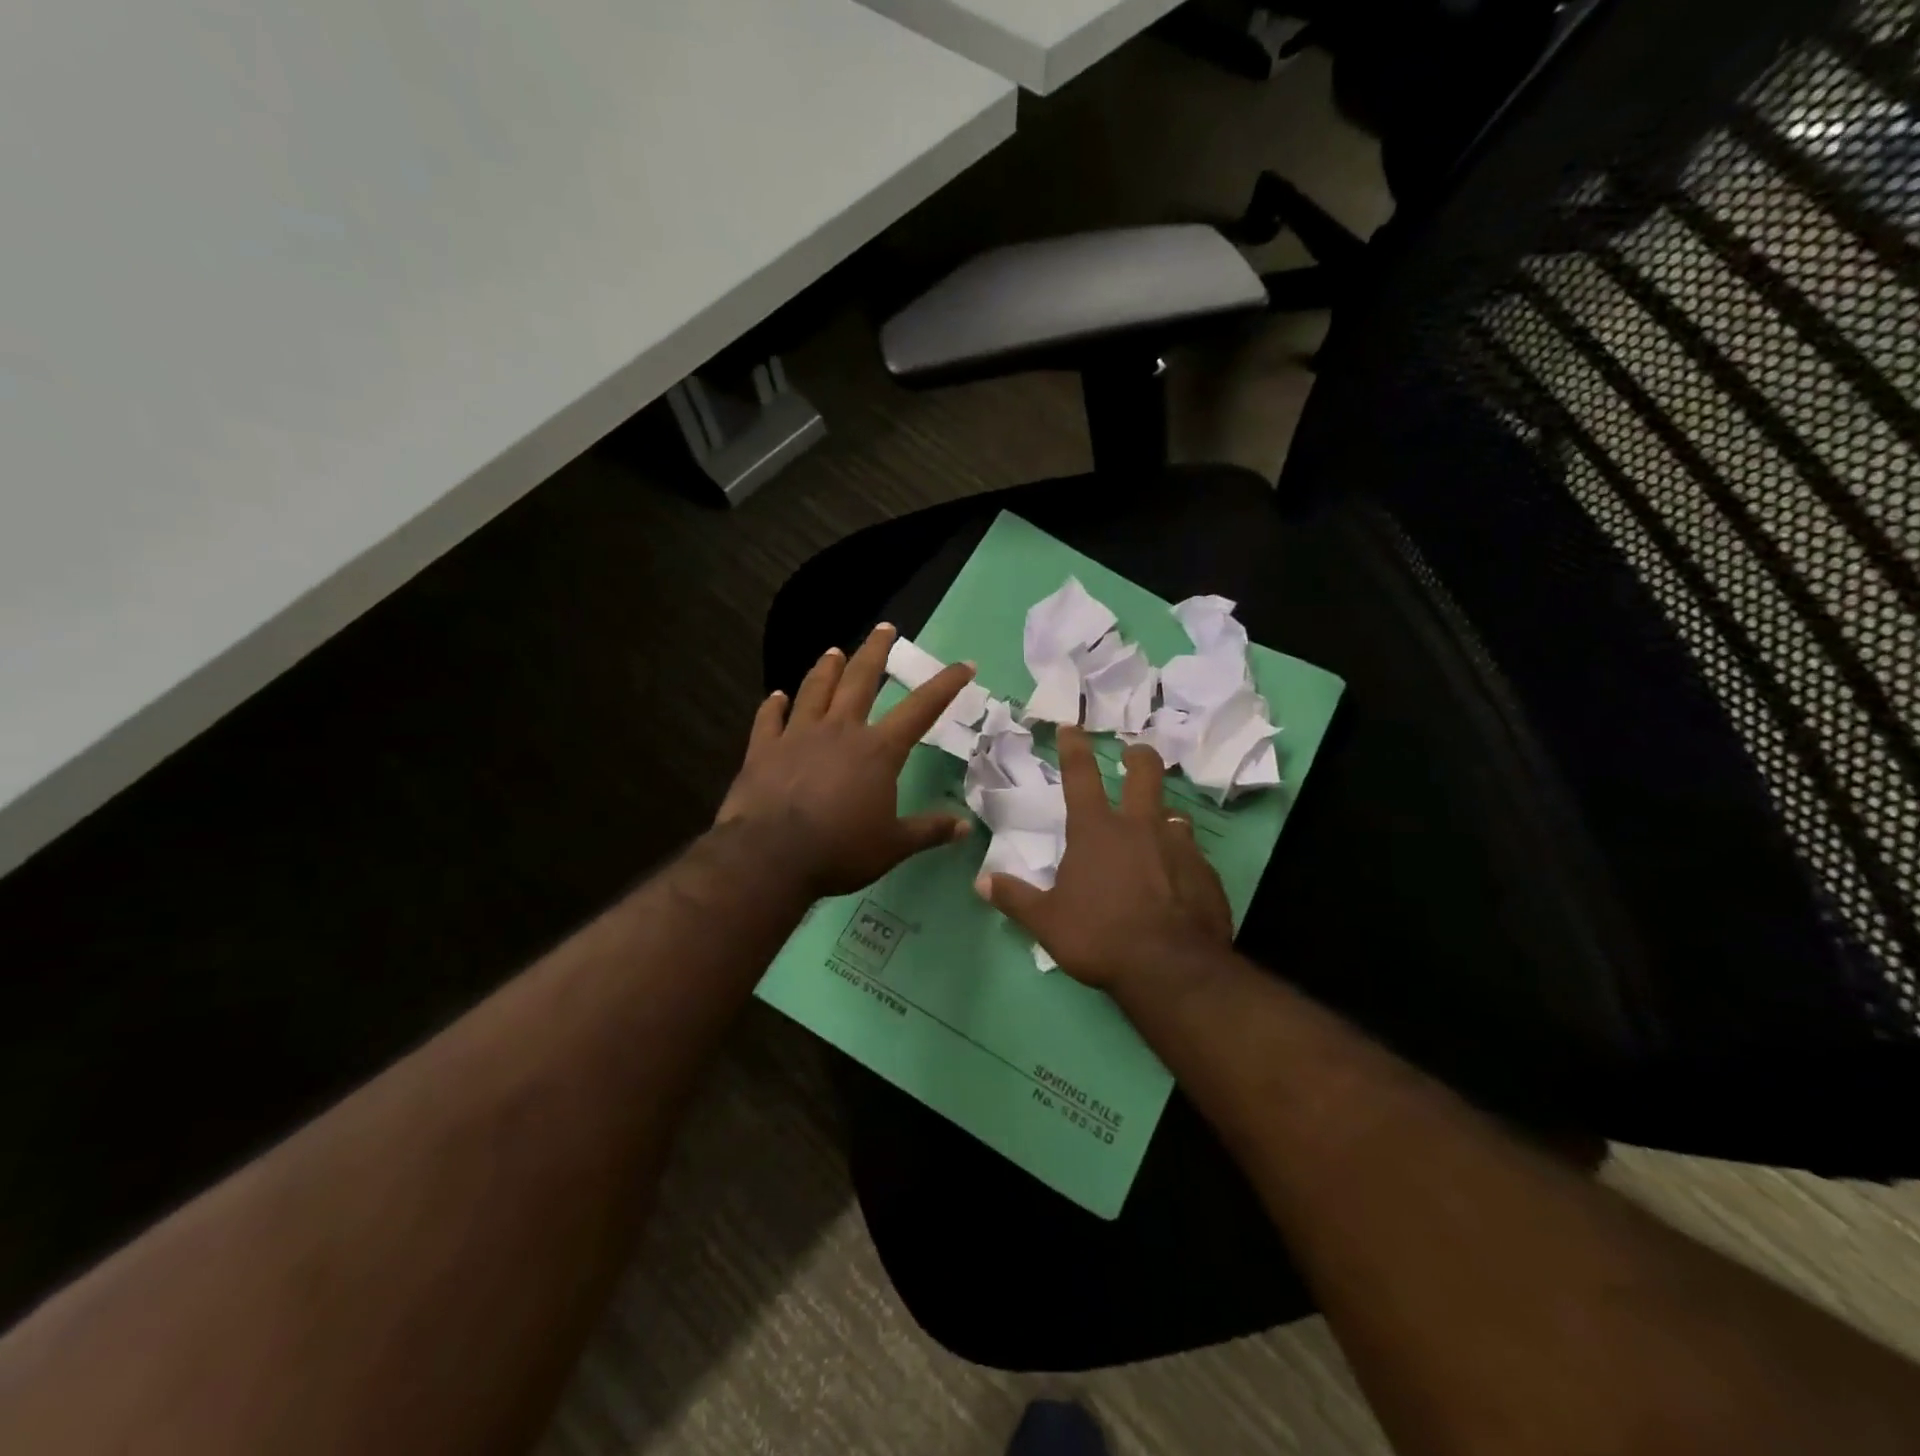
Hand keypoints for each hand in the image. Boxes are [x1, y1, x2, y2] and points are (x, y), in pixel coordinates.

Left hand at [717, 624, 975, 897]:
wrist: (771, 857)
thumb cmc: (841, 850)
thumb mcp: (894, 846)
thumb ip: (929, 831)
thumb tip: (966, 827)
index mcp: (878, 750)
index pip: (921, 709)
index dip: (945, 685)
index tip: (964, 664)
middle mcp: (840, 731)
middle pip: (861, 680)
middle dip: (875, 651)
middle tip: (884, 627)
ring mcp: (798, 736)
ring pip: (815, 690)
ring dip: (826, 668)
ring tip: (833, 650)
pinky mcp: (763, 750)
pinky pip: (768, 719)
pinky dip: (772, 706)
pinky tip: (775, 696)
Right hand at [976, 726, 1232, 991]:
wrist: (1171, 969)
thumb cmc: (1100, 937)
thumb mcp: (1047, 922)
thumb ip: (1015, 898)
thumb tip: (981, 882)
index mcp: (1096, 831)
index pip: (1081, 776)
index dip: (1074, 747)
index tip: (1072, 727)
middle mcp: (1140, 827)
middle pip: (1145, 773)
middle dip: (1138, 756)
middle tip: (1135, 752)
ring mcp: (1179, 847)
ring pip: (1174, 814)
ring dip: (1163, 814)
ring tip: (1159, 826)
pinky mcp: (1206, 873)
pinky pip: (1193, 855)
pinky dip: (1182, 860)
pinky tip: (1179, 881)